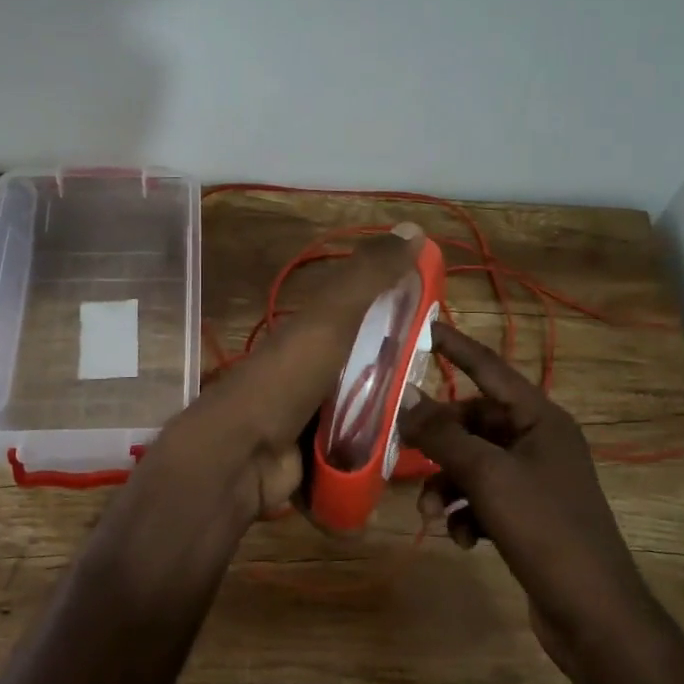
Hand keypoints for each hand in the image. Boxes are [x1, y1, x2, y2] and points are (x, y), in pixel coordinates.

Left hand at [177, 226, 421, 516]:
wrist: (241, 455)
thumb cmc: (287, 377)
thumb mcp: (331, 316)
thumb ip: (369, 275)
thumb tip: (414, 227)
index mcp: (315, 331)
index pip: (367, 314)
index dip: (402, 314)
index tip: (440, 324)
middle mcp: (315, 369)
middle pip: (373, 366)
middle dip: (406, 374)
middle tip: (442, 382)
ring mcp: (315, 416)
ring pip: (371, 410)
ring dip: (397, 415)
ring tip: (437, 420)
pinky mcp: (320, 456)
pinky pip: (362, 449)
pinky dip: (381, 451)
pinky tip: (412, 451)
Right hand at [401, 325, 656, 676]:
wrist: (594, 615)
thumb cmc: (545, 528)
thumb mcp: (487, 476)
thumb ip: (442, 435)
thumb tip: (404, 398)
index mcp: (540, 418)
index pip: (489, 368)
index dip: (454, 347)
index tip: (421, 328)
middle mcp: (539, 441)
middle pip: (474, 422)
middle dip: (439, 441)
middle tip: (402, 449)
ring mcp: (535, 480)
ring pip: (474, 464)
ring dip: (447, 484)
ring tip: (431, 513)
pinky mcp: (528, 516)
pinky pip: (484, 498)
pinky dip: (467, 513)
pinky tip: (463, 540)